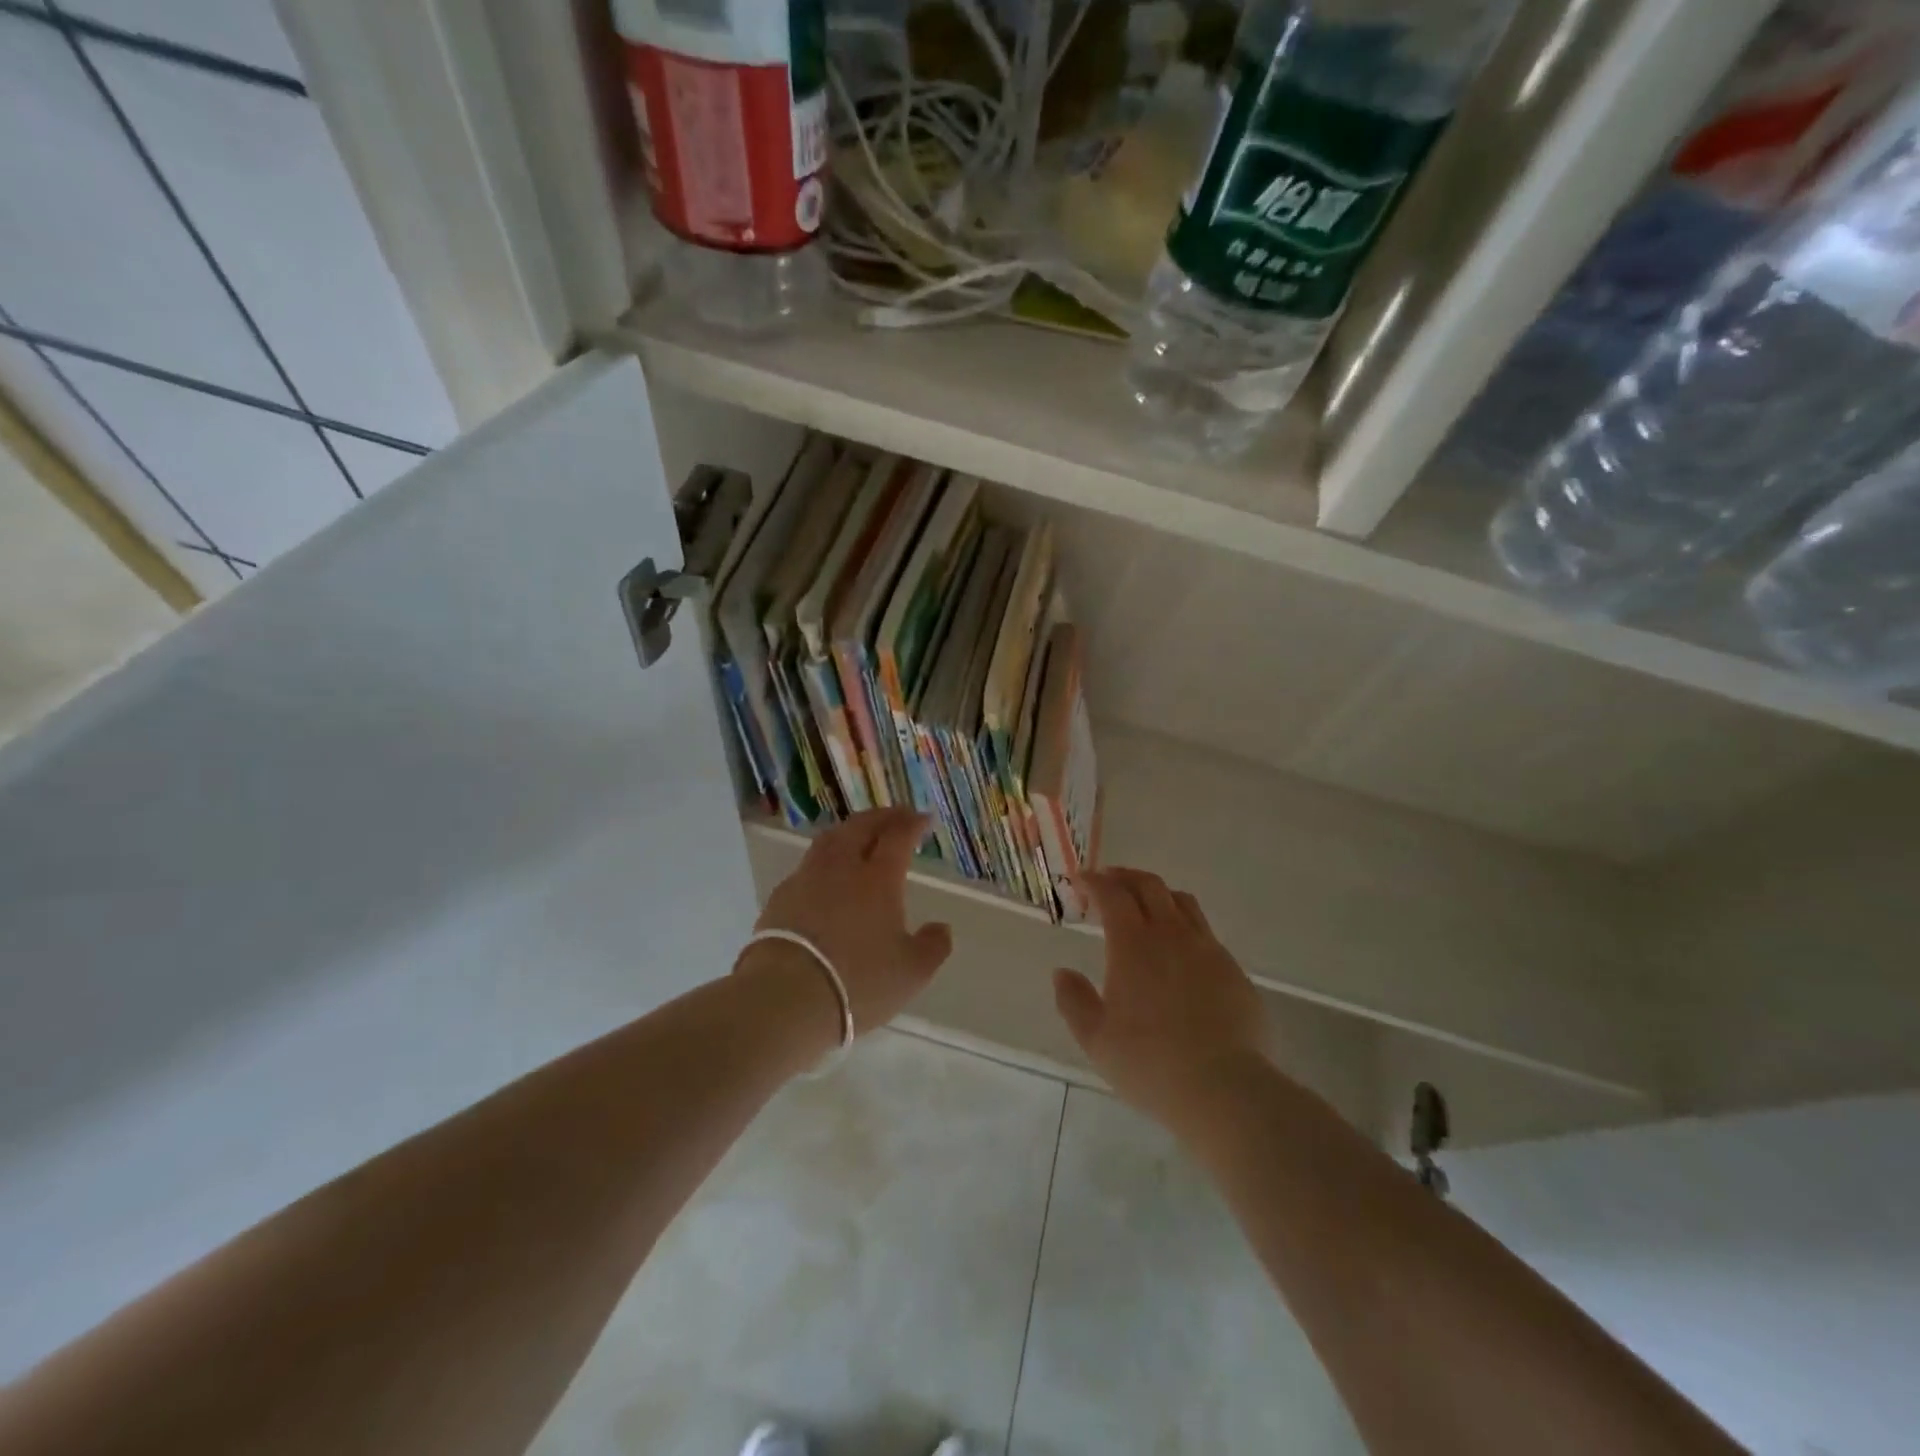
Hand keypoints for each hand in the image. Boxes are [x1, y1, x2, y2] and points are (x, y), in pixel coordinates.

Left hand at [742, 808, 953, 1038]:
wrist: (786, 996)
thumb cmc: (859, 982)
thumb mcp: (911, 972)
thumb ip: (933, 946)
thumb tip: (941, 928)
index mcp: (878, 878)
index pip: (898, 836)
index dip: (912, 824)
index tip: (923, 819)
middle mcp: (842, 867)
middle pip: (861, 827)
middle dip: (882, 817)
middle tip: (896, 816)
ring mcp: (807, 879)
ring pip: (830, 840)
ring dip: (850, 831)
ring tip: (860, 835)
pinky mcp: (781, 897)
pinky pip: (808, 866)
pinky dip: (825, 860)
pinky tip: (826, 876)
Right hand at [1053, 869, 1270, 1135]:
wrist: (1224, 1088)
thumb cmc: (1149, 1063)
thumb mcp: (1096, 1039)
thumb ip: (1073, 1001)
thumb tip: (1062, 973)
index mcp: (1133, 943)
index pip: (1112, 893)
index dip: (1094, 881)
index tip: (1080, 880)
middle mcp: (1171, 934)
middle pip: (1149, 885)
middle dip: (1125, 877)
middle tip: (1109, 881)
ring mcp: (1207, 949)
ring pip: (1182, 902)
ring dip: (1158, 894)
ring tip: (1145, 905)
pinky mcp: (1233, 970)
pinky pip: (1205, 932)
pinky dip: (1184, 926)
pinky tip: (1179, 950)